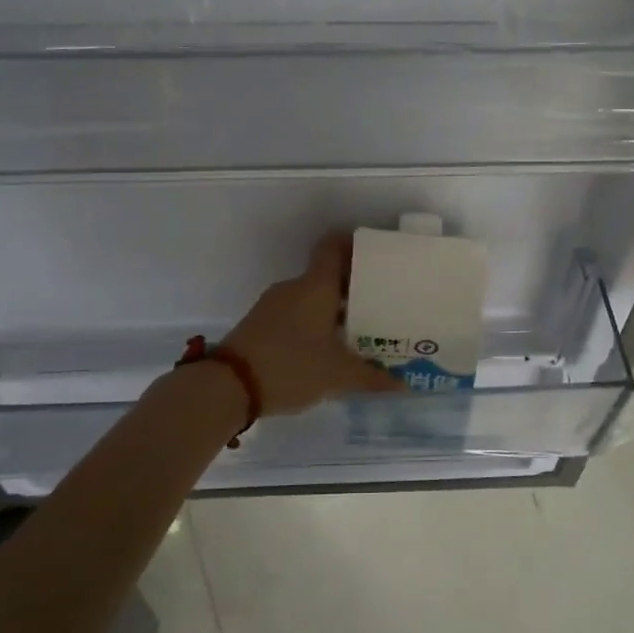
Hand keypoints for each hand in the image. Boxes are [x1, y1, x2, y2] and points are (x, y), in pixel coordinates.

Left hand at [223, 234, 402, 416]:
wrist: (228, 386)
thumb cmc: (291, 366)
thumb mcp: (337, 375)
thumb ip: (372, 377)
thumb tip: (405, 383)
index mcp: (316, 286)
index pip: (333, 247)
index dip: (353, 245)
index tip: (375, 256)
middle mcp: (295, 287)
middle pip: (326, 275)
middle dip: (352, 288)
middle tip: (378, 304)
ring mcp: (274, 304)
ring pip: (311, 297)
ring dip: (331, 309)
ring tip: (356, 330)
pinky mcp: (260, 323)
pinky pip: (295, 313)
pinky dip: (313, 323)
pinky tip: (326, 349)